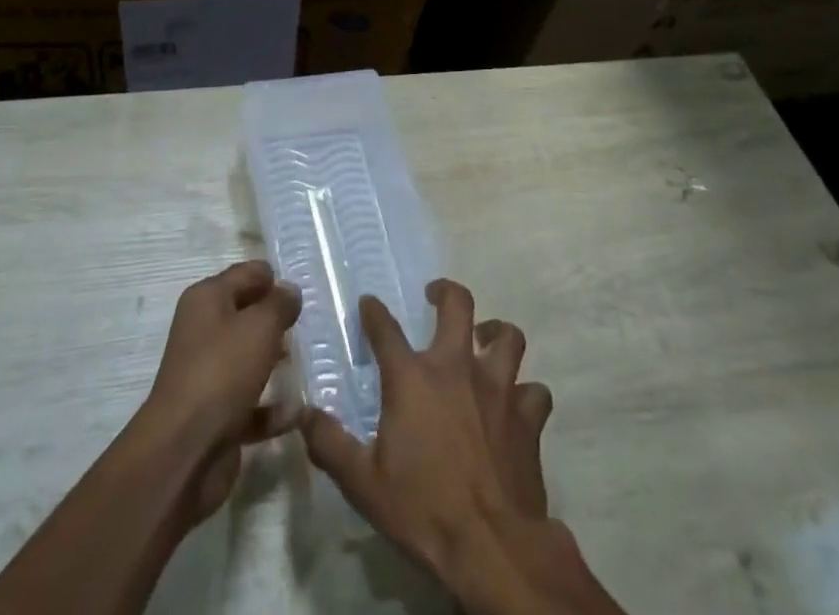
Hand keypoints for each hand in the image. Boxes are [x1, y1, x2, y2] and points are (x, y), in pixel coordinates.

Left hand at [135, 260, 301, 525]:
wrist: (185, 450)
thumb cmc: (223, 371)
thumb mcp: (260, 326)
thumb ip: (280, 304)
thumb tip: (289, 290)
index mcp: (207, 299)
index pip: (245, 274)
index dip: (273, 278)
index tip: (302, 291)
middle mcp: (203, 331)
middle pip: (246, 315)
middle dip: (276, 319)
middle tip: (309, 324)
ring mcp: (208, 374)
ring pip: (248, 358)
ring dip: (275, 361)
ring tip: (308, 362)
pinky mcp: (216, 415)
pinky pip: (250, 403)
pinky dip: (271, 408)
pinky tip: (296, 412)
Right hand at [301, 281, 618, 614]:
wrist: (492, 546)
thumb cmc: (423, 510)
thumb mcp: (363, 483)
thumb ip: (331, 445)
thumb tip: (304, 415)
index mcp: (412, 378)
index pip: (385, 328)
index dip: (374, 311)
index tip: (369, 304)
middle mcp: (456, 367)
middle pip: (457, 304)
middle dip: (445, 292)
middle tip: (435, 297)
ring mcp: (497, 388)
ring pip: (508, 337)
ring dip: (496, 334)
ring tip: (485, 340)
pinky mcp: (527, 417)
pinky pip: (534, 391)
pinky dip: (525, 393)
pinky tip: (516, 404)